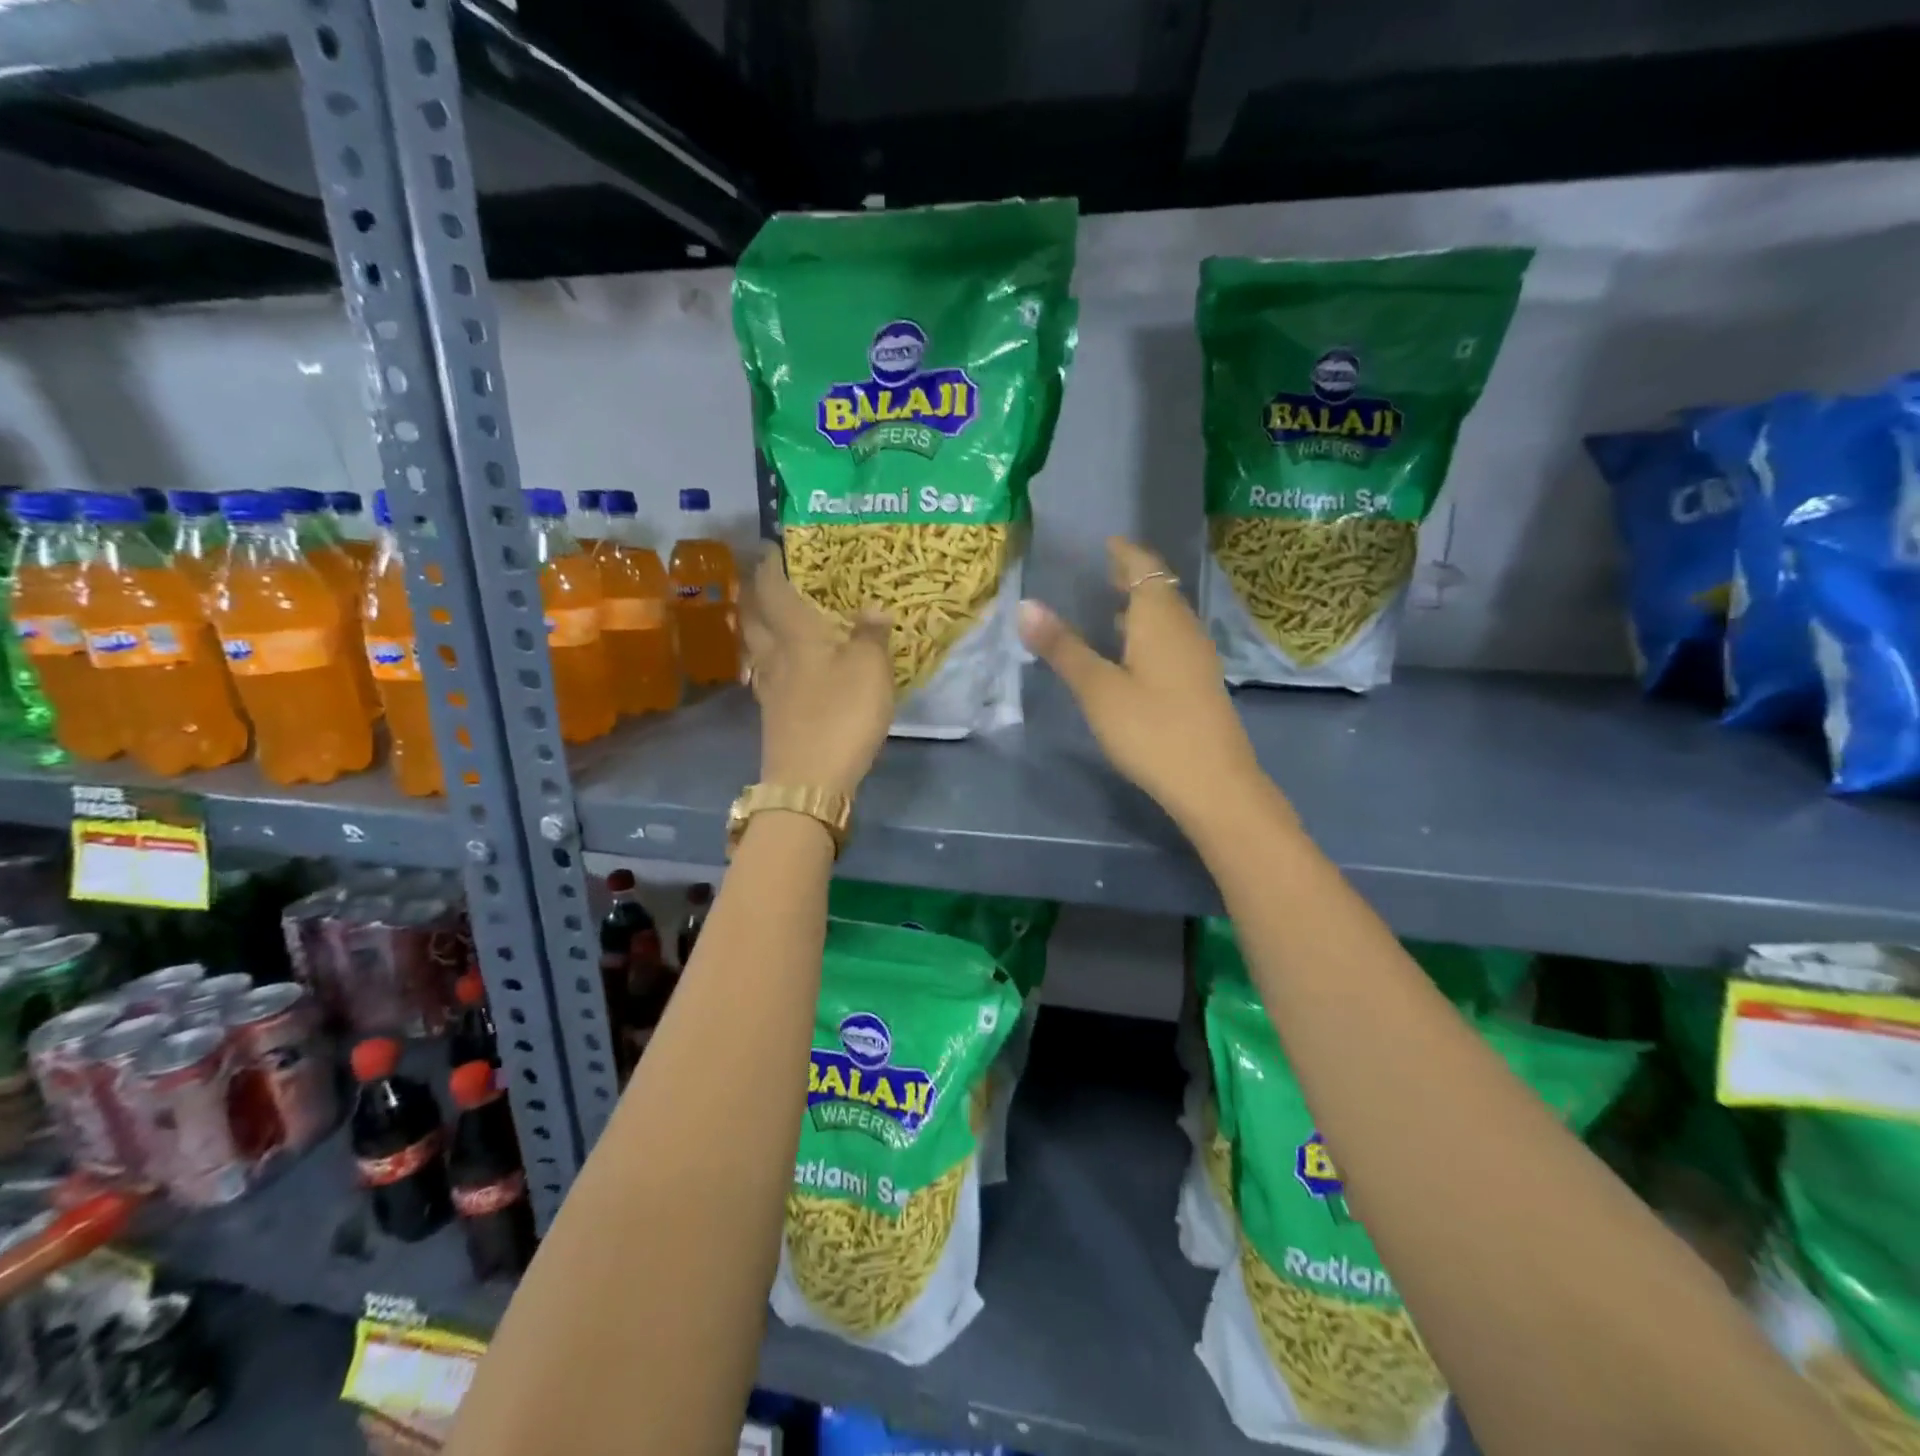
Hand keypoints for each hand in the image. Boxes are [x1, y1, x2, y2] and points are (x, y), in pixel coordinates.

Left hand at [741, 547, 894, 799]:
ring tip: (771, 616)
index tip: (773, 546)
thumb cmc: (841, 715)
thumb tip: (872, 608)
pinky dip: (768, 659)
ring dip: (757, 625)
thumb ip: (871, 634)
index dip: (771, 564)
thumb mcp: (871, 669)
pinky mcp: (773, 715)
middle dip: (755, 592)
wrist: (809, 781)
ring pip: (754, 646)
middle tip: (767, 577)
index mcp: (795, 634)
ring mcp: (768, 688)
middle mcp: (773, 655)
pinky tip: (781, 666)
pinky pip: (764, 673)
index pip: (773, 588)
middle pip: (753, 615)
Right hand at [1018, 537, 1280, 837]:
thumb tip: (1026, 605)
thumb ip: (1063, 647)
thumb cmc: (1151, 729)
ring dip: (1141, 607)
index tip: (1107, 541)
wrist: (1213, 782)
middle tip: (1103, 570)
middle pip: (1160, 589)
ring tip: (1110, 609)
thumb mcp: (1097, 689)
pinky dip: (1149, 633)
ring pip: (1168, 617)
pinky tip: (1131, 656)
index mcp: (1160, 618)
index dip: (1125, 552)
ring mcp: (1197, 656)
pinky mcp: (1200, 683)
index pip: (1144, 567)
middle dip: (1132, 577)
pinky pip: (1172, 640)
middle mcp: (1184, 628)